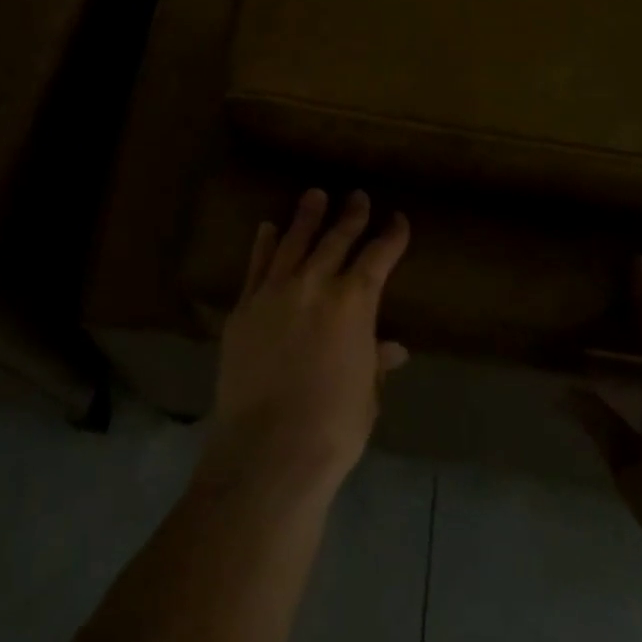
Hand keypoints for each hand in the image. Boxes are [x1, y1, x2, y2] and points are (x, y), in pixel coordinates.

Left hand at [204, 189, 410, 499]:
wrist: (268, 447)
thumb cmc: (333, 425)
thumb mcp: (366, 392)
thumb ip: (374, 360)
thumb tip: (392, 347)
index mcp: (353, 302)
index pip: (378, 256)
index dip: (391, 236)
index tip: (397, 220)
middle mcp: (314, 284)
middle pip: (336, 239)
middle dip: (350, 215)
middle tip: (357, 196)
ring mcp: (274, 292)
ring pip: (293, 241)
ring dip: (306, 217)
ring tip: (314, 195)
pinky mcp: (244, 307)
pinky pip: (256, 265)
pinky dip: (264, 244)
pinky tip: (268, 228)